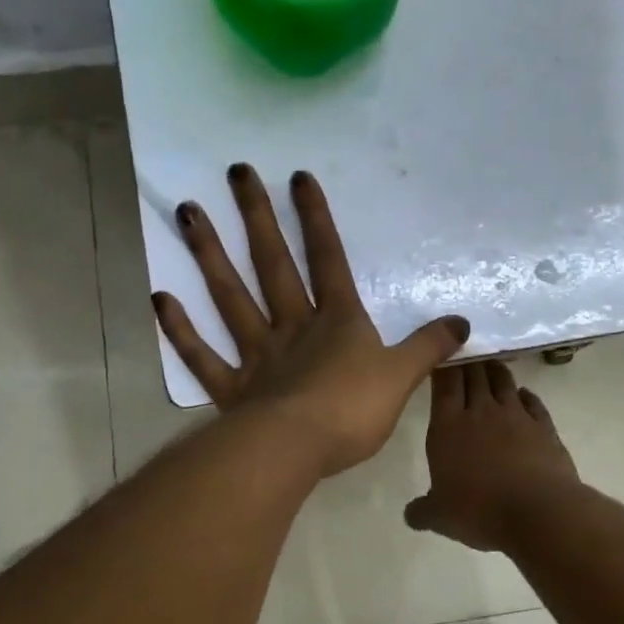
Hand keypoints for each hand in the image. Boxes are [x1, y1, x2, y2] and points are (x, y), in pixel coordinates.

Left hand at [152, 164, 469, 477]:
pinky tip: (161, 299)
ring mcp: (257, 355)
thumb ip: (429, 347)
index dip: (317, 219)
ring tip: (187, 212)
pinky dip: (181, 330)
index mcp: (337, 322)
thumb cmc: (352, 411)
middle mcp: (292, 328)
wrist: (298, 450)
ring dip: (210, 255)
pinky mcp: (232, 389)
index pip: (328, 260)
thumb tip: (462, 322)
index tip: (299, 177)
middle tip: (237, 173)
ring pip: (231, 297)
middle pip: (273, 264)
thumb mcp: (402, 377)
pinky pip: (202, 356)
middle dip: (258, 217)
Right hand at [404, 361, 580, 551]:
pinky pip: (532, 402)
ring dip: (495, 369)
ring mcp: (516, 416)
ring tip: (490, 363)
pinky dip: (525, 394)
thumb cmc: (479, 510)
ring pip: (503, 381)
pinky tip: (523, 394)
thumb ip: (422, 511)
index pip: (444, 383)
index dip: (442, 364)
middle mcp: (481, 412)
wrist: (538, 512)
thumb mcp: (440, 517)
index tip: (441, 352)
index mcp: (448, 426)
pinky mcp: (544, 427)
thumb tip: (411, 514)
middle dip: (468, 360)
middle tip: (465, 350)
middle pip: (474, 374)